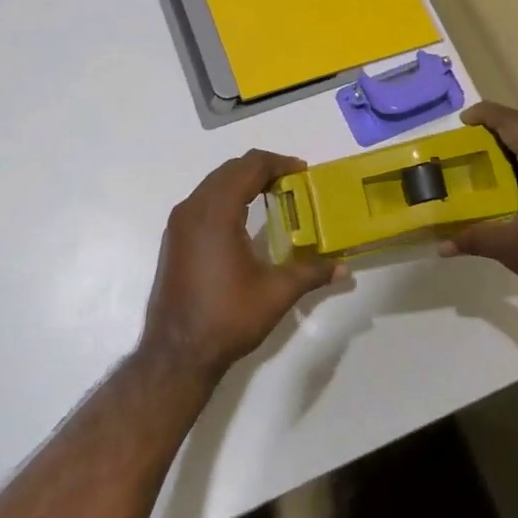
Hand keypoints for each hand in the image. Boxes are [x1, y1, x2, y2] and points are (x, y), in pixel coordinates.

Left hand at [141, 149, 341, 386]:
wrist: (176, 354)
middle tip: (291, 181)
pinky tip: (244, 218)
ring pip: (213, 183)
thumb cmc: (227, 317)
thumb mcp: (276, 293)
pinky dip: (226, 196)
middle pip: (230, 169)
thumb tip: (344, 269)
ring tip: (272, 194)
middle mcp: (193, 209)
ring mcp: (178, 223)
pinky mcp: (173, 238)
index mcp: (216, 213)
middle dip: (262, 168)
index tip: (302, 171)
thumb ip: (311, 272)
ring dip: (242, 181)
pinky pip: (202, 200)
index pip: (249, 167)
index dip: (278, 163)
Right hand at [441, 102, 517, 327]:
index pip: (511, 121)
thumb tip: (442, 246)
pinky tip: (516, 180)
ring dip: (517, 143)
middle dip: (498, 129)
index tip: (460, 122)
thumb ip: (475, 237)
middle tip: (467, 143)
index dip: (484, 116)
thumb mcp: (512, 247)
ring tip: (486, 159)